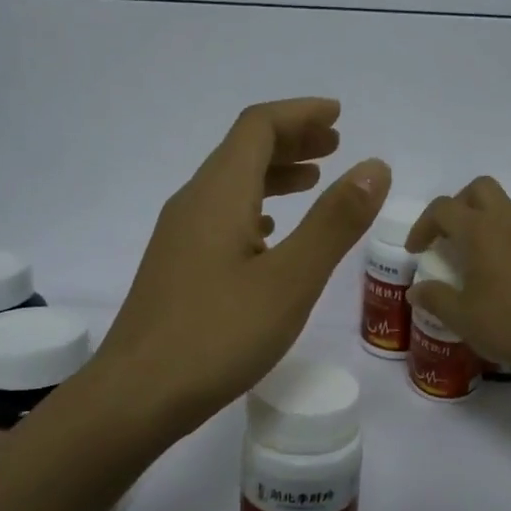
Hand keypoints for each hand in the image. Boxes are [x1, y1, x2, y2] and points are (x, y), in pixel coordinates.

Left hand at [97, 98, 389, 432]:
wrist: (137, 396)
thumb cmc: (217, 336)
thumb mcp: (290, 279)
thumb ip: (335, 222)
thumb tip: (374, 167)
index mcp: (218, 194)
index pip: (258, 127)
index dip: (301, 114)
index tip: (339, 117)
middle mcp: (193, 203)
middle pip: (243, 150)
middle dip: (292, 140)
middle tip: (336, 146)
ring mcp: (179, 237)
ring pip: (231, 185)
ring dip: (275, 174)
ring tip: (314, 181)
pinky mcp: (177, 268)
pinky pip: (221, 218)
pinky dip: (255, 209)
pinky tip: (270, 233)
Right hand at [404, 177, 510, 373]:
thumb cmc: (509, 324)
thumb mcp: (461, 317)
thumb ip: (434, 298)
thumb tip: (416, 290)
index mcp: (480, 232)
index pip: (443, 208)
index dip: (423, 225)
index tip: (415, 251)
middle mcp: (508, 222)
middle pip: (479, 189)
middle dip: (457, 205)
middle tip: (446, 236)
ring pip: (503, 207)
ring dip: (482, 221)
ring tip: (472, 257)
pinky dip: (504, 238)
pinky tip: (502, 272)